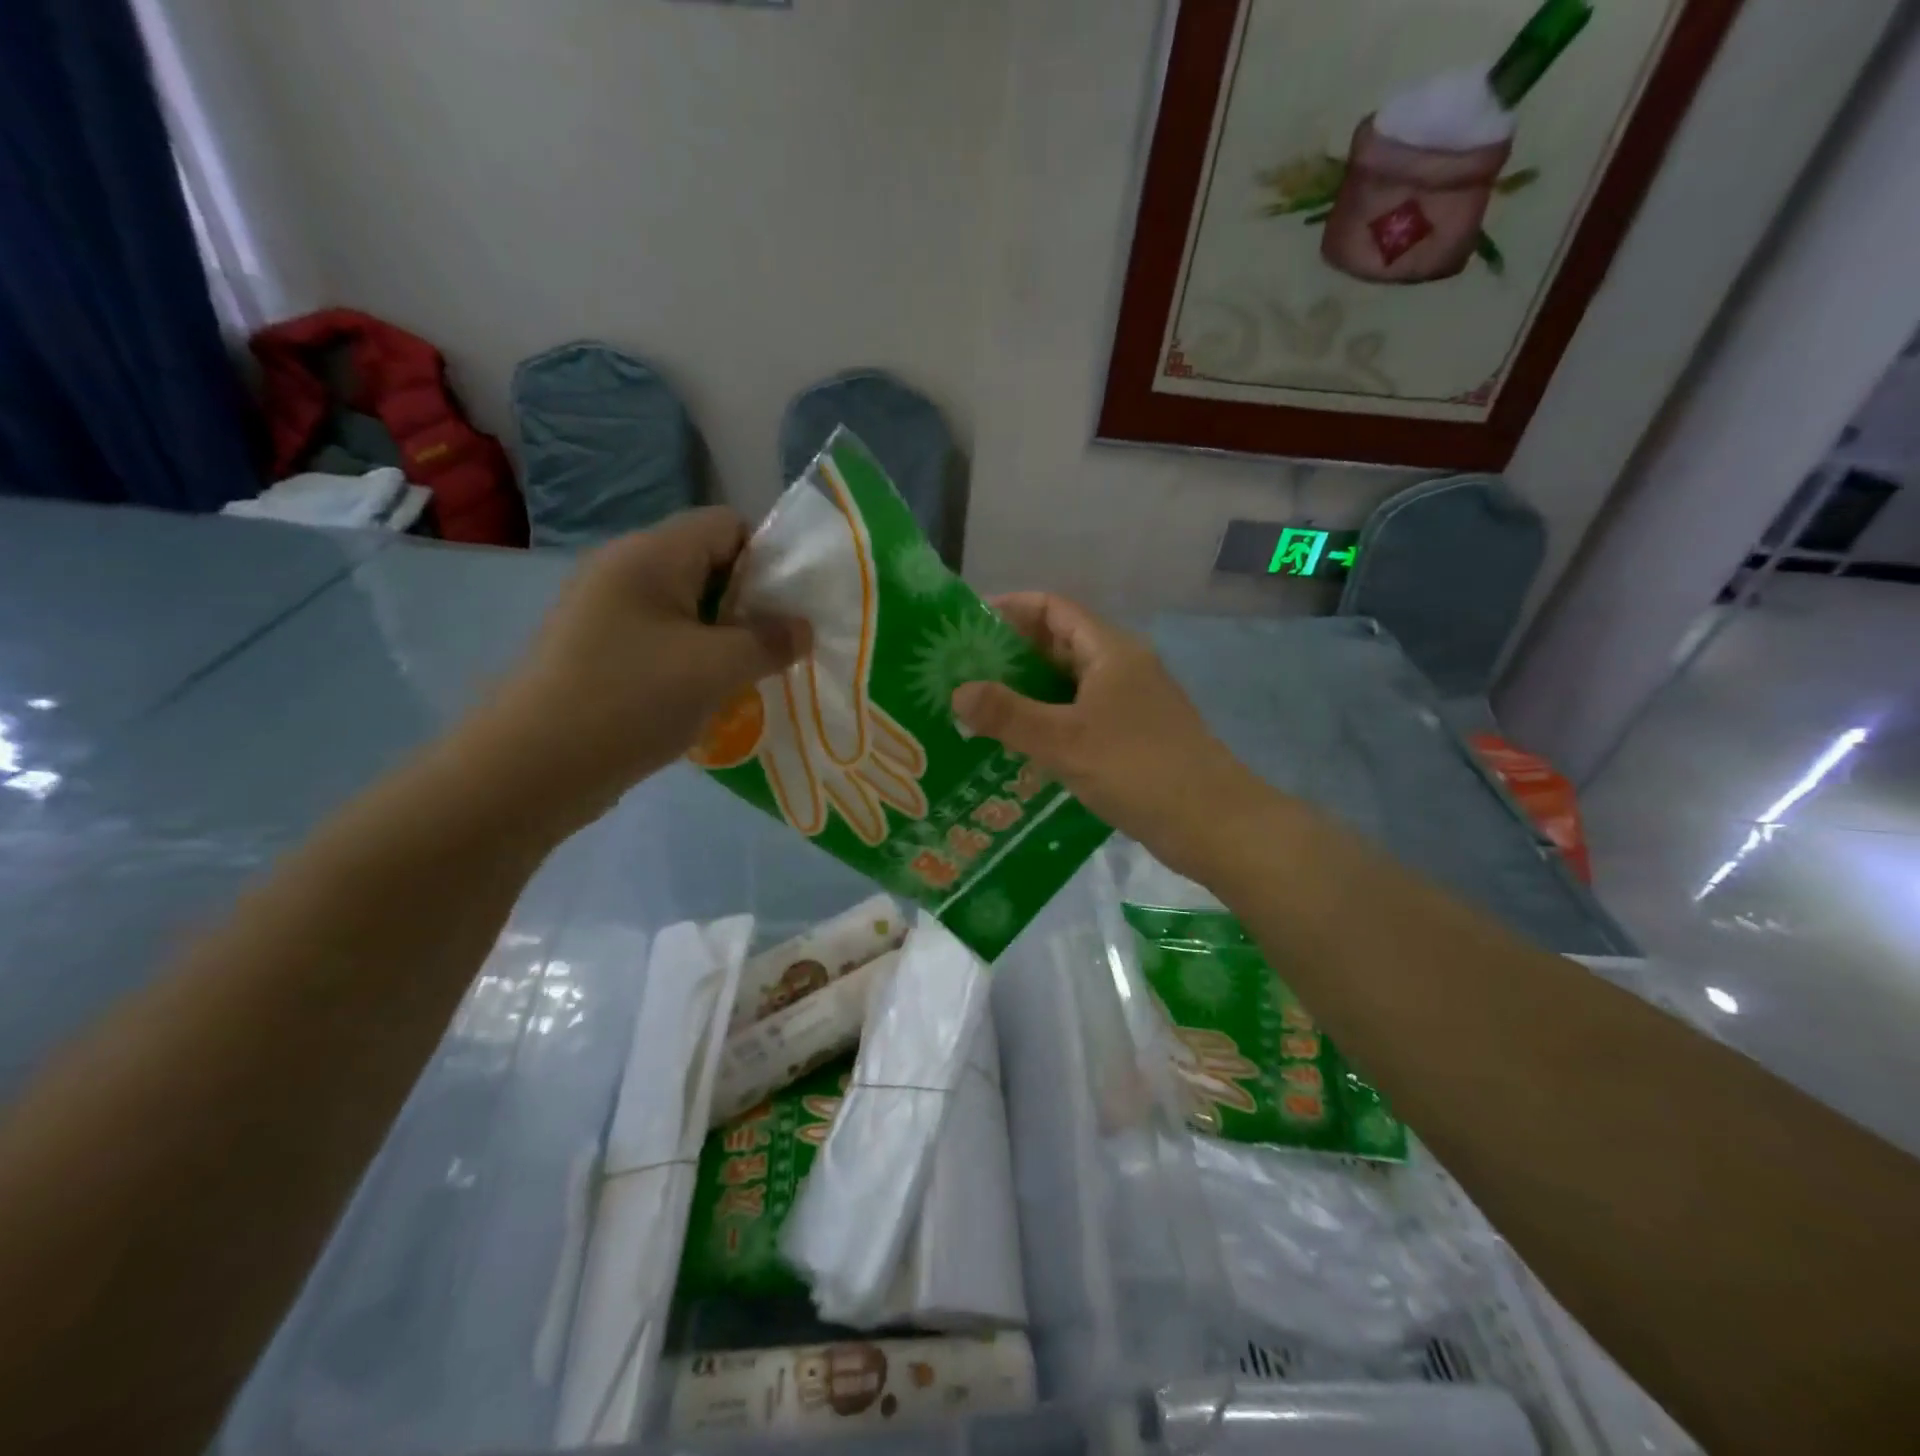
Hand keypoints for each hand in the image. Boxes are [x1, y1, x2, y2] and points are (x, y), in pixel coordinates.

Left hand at [486, 509, 808, 824]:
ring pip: (689, 608)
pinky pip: (665, 639)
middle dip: (753, 603)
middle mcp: (626, 570)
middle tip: (782, 646)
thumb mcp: (717, 668)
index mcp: (651, 554)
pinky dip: (697, 659)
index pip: (727, 525)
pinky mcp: (601, 650)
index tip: (793, 608)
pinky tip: (713, 694)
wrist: (533, 768)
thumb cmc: (632, 700)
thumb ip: (770, 641)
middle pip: (709, 565)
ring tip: (755, 674)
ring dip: (727, 636)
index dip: (770, 557)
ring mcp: (608, 612)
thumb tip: (803, 629)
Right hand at [950, 593, 1268, 878]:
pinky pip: (1079, 716)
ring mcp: (1129, 704)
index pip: (1053, 608)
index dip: (1010, 609)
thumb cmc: (1138, 769)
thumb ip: (1008, 715)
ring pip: (1068, 685)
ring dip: (1026, 693)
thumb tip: (958, 692)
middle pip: (1058, 645)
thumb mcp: (1064, 741)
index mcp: (1110, 651)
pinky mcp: (1131, 737)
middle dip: (1010, 655)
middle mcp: (1121, 668)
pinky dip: (1048, 722)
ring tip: (978, 709)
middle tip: (960, 673)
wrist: (1212, 823)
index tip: (966, 627)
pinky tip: (1018, 746)